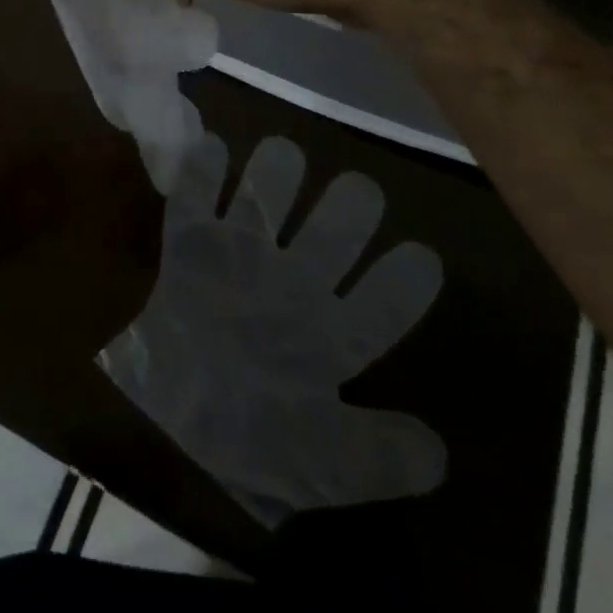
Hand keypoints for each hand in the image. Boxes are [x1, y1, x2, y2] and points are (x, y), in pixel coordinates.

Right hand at [100, 131, 446, 526]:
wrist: (175, 430)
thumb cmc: (254, 446)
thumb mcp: (322, 463)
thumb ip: (377, 456)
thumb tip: (438, 452)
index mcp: (331, 336)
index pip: (380, 304)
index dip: (402, 282)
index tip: (421, 256)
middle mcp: (293, 285)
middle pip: (330, 235)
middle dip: (347, 209)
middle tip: (358, 190)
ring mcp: (240, 259)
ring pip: (266, 201)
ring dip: (274, 176)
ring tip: (285, 154)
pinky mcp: (190, 247)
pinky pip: (196, 199)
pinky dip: (202, 172)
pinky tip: (213, 148)